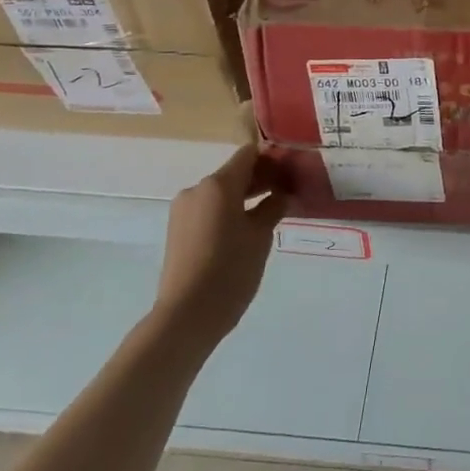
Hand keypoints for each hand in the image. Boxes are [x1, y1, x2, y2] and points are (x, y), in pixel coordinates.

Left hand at [155, 144, 292, 344]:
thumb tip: (281, 194)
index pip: (248, 155)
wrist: (187, 315)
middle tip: (287, 192)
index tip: (291, 171)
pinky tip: (246, 230)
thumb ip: (273, 207)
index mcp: (218, 185)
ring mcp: (183, 210)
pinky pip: (208, 210)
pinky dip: (228, 211)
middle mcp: (197, 190)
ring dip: (244, 197)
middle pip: (233, 173)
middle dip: (260, 179)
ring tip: (269, 213)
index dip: (271, 159)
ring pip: (220, 193)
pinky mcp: (178, 230)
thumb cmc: (230, 270)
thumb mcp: (261, 236)